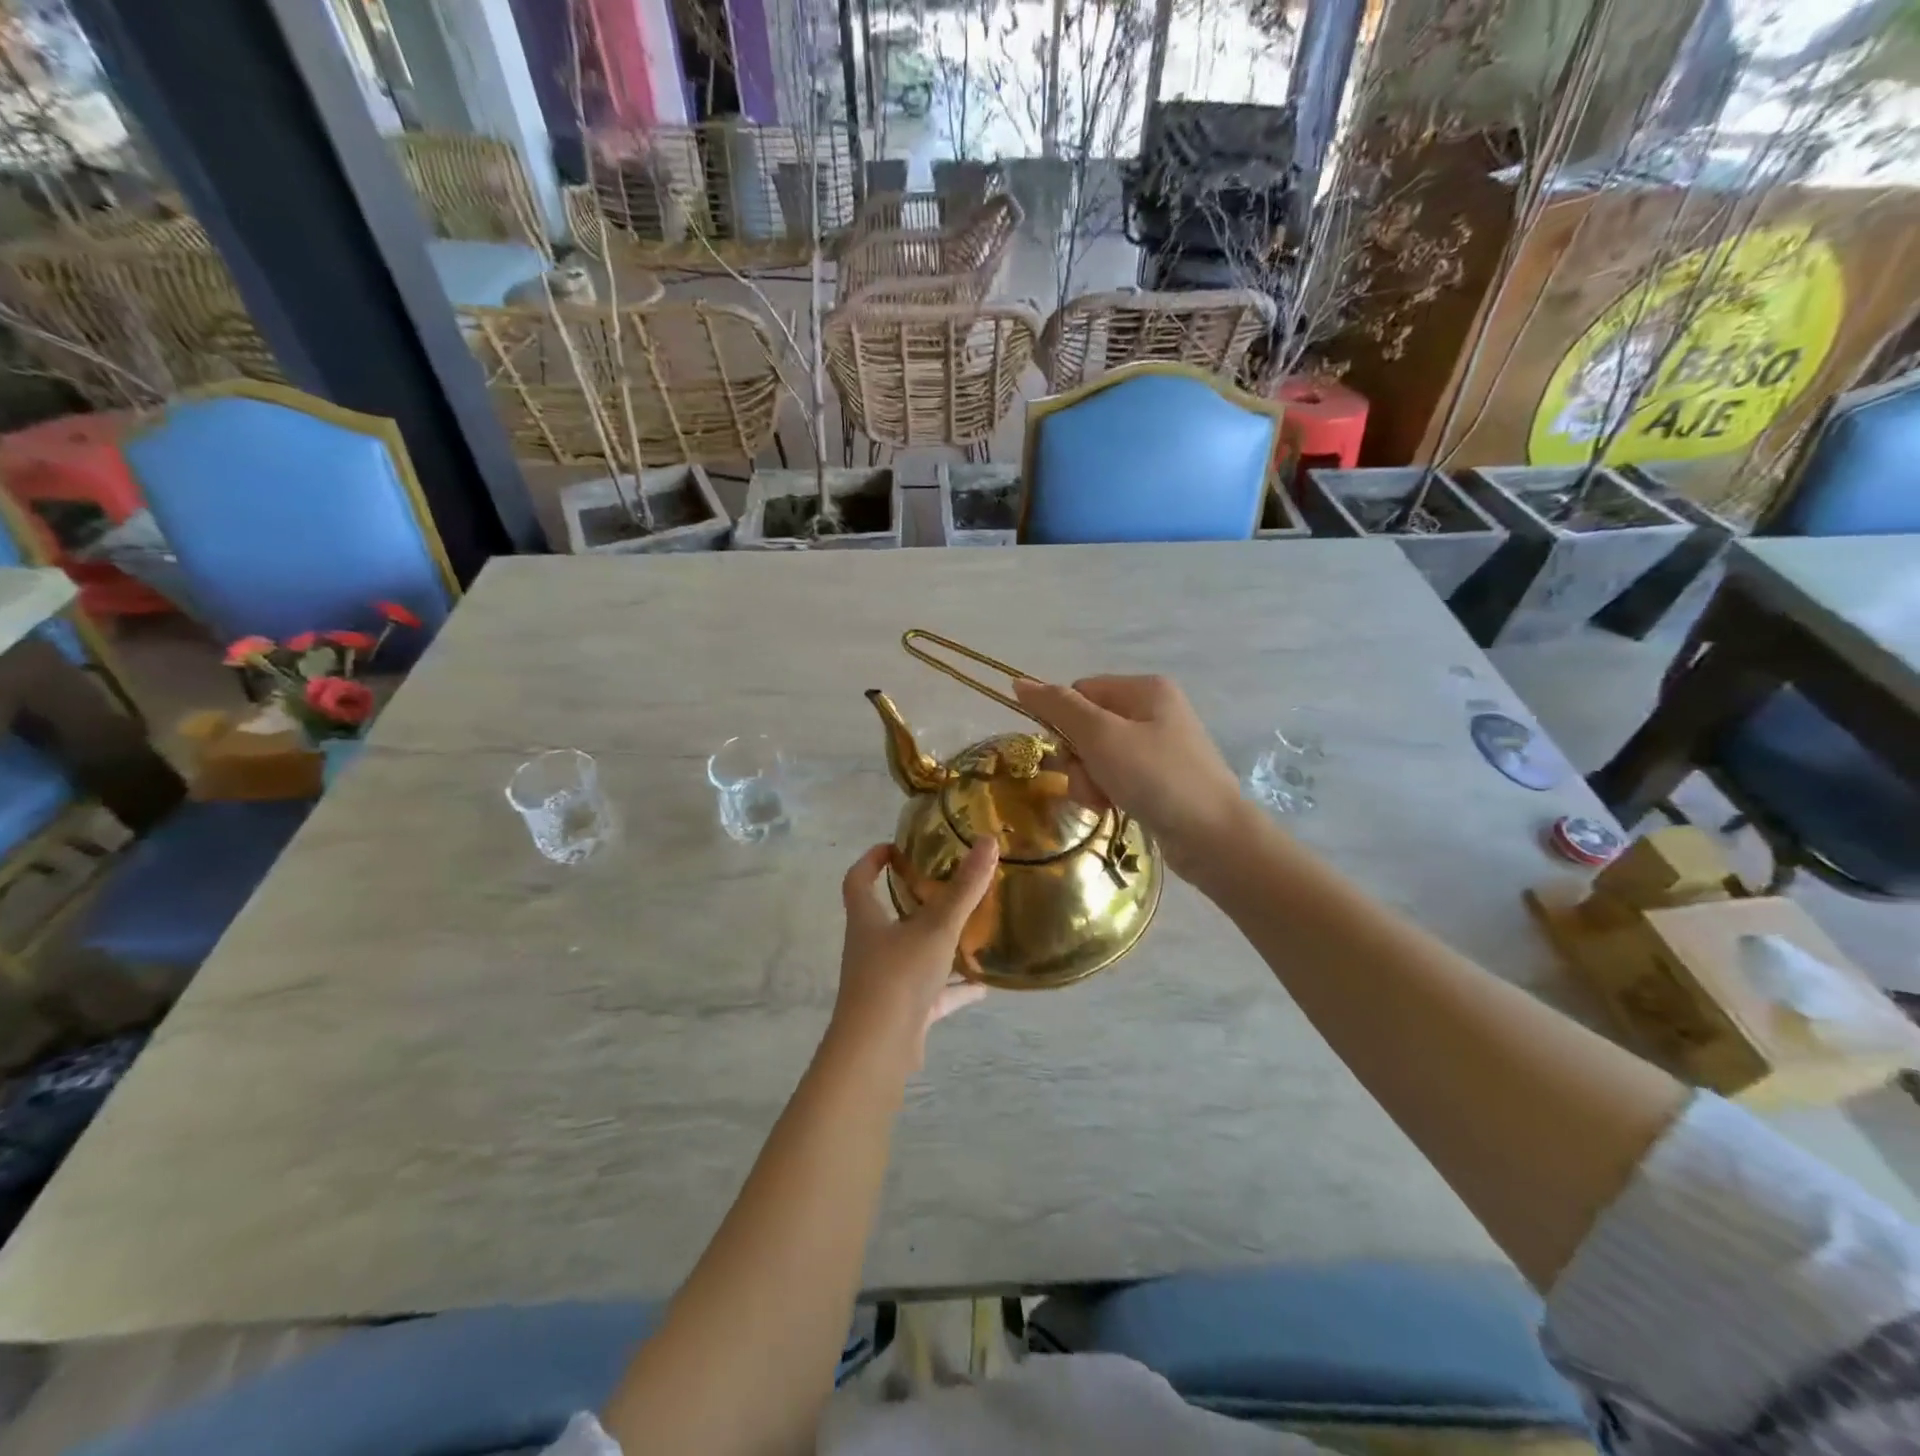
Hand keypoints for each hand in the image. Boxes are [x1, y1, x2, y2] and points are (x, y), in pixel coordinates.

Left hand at [829, 837, 998, 1070]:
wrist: (877, 1051)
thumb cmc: (898, 976)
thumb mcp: (936, 928)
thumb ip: (964, 888)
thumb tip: (988, 841)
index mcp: (867, 921)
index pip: (858, 881)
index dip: (870, 861)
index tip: (893, 848)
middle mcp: (870, 949)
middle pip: (886, 917)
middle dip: (912, 901)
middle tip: (943, 885)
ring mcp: (885, 983)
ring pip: (912, 955)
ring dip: (937, 945)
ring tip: (970, 932)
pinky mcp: (903, 1013)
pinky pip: (932, 993)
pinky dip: (954, 988)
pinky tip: (983, 985)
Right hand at [1014, 674, 1244, 879]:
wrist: (1213, 837)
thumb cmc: (1156, 778)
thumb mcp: (1101, 737)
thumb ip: (1058, 707)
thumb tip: (1019, 682)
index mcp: (1144, 689)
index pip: (1080, 692)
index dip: (1064, 723)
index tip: (1067, 753)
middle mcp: (1154, 710)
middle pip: (1087, 725)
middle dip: (1078, 758)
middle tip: (1090, 782)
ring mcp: (1159, 746)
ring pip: (1098, 755)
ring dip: (1089, 779)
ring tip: (1103, 801)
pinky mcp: (1161, 778)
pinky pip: (1116, 776)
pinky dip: (1107, 791)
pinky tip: (1114, 808)